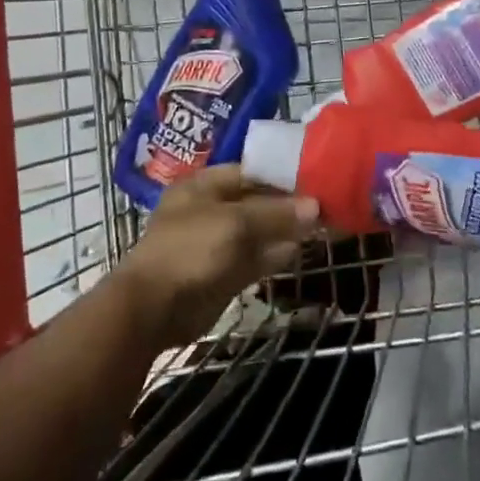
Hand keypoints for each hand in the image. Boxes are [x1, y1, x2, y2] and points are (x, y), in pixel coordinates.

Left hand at [114, 167, 320, 348]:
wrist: (153, 309)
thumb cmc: (190, 250)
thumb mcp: (234, 224)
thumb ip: (275, 214)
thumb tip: (315, 206)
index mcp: (203, 185)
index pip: (249, 171)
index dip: (281, 174)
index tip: (314, 177)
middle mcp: (210, 209)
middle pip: (256, 201)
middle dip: (287, 204)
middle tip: (325, 203)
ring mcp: (216, 243)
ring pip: (258, 231)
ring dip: (285, 230)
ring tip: (322, 225)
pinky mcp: (223, 273)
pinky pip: (254, 257)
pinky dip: (275, 254)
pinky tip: (300, 250)